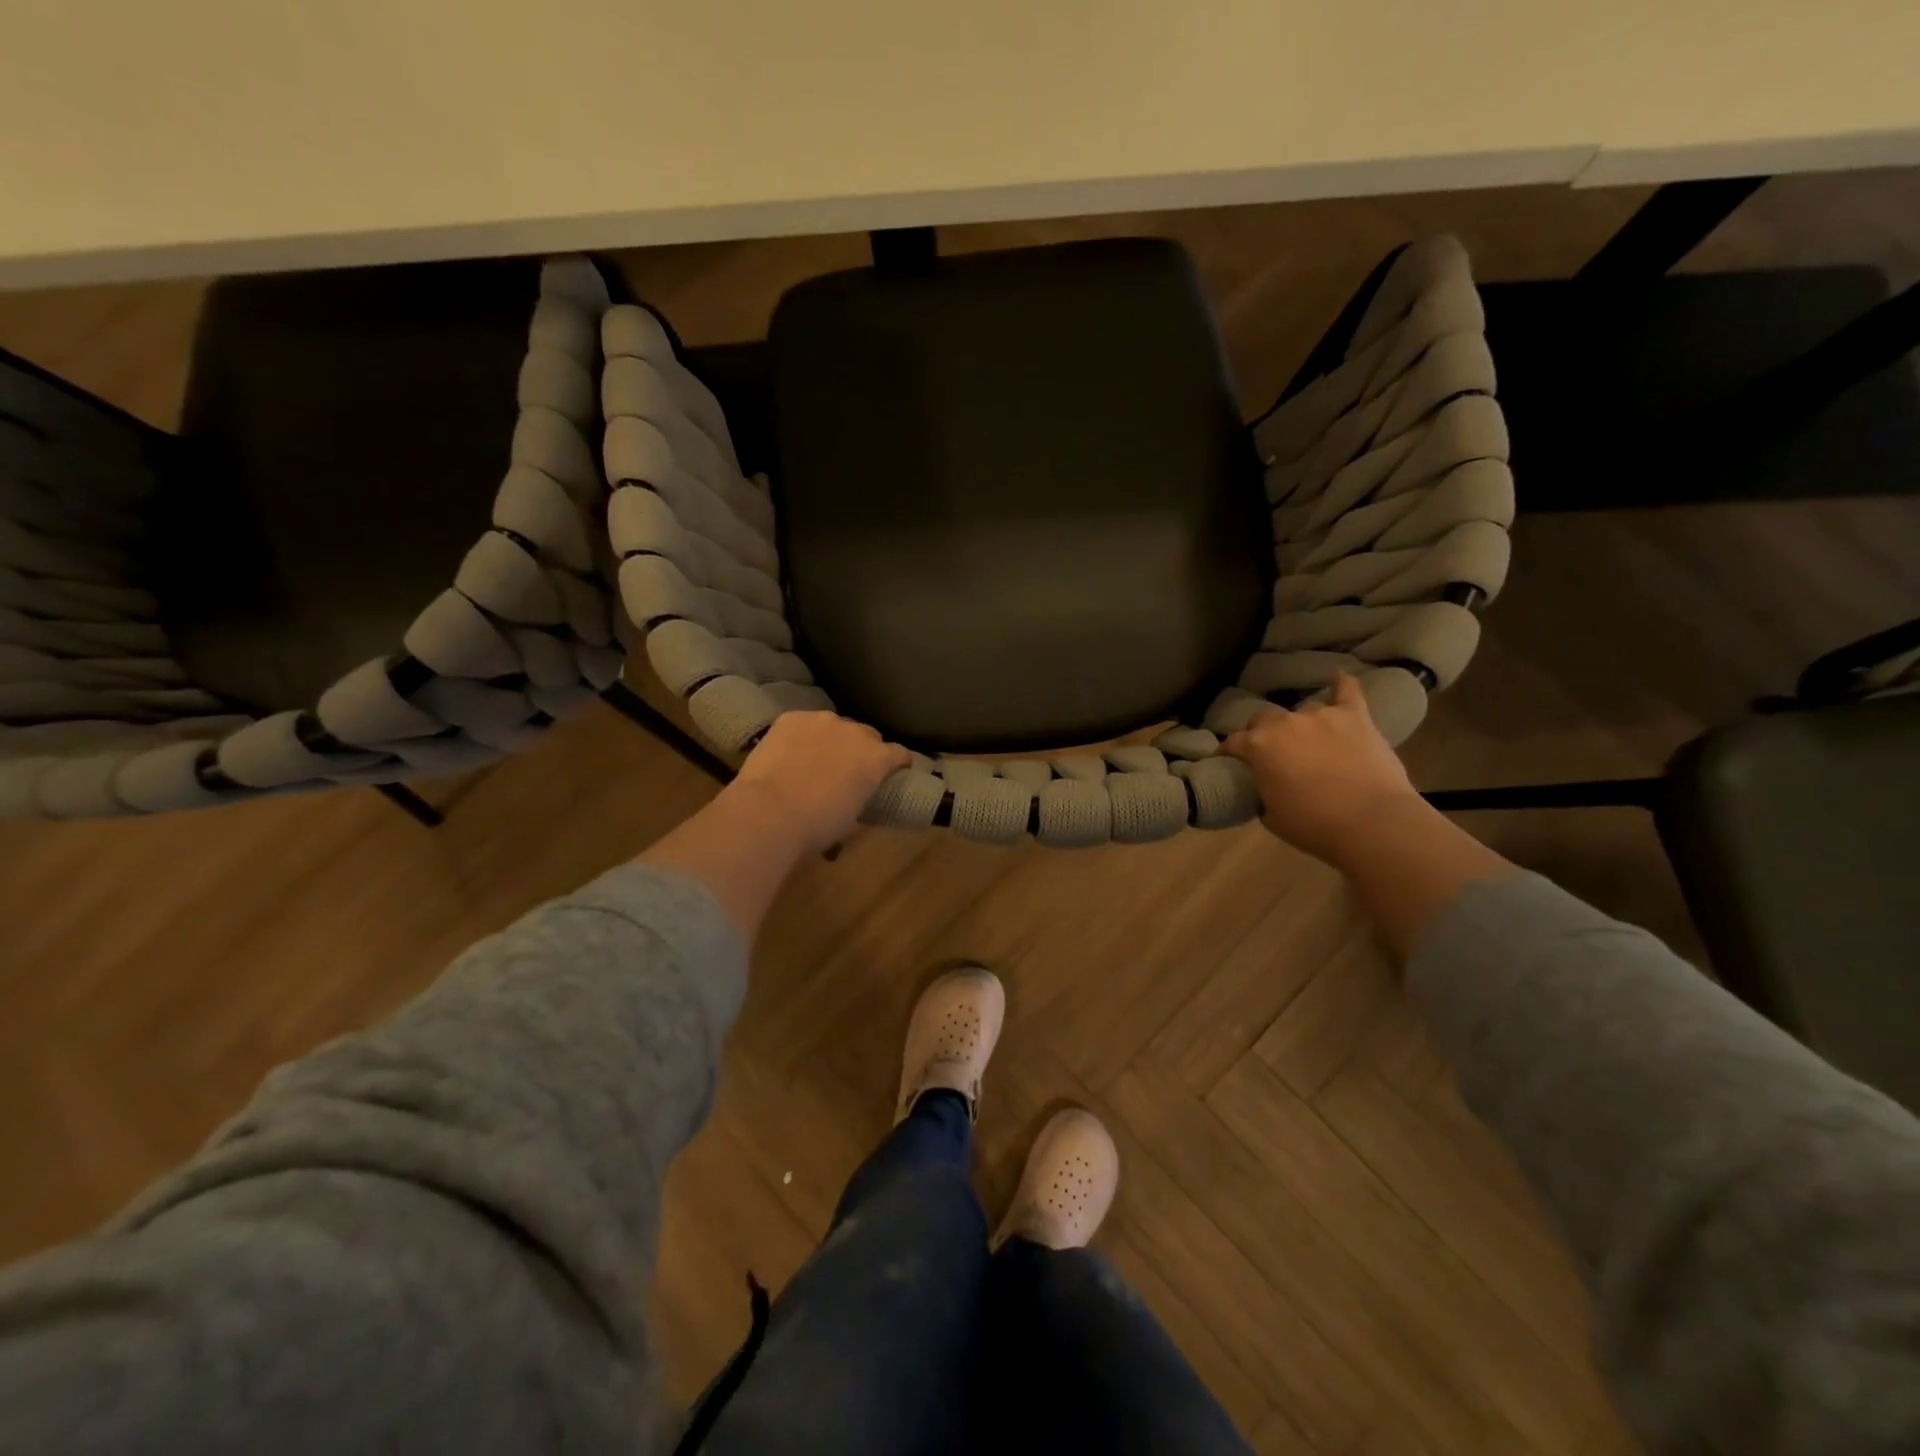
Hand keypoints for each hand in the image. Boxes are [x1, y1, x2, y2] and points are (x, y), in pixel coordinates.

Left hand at [726, 711, 910, 854]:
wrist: (769, 812)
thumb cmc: (817, 825)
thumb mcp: (853, 818)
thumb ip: (862, 797)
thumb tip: (856, 796)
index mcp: (876, 758)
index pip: (900, 753)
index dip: (899, 763)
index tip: (895, 772)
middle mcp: (854, 731)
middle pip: (867, 735)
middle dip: (863, 749)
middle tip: (849, 770)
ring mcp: (822, 720)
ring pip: (835, 726)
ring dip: (832, 739)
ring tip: (816, 759)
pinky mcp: (791, 718)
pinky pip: (804, 723)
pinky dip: (803, 735)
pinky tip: (791, 752)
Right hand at [1219, 672, 1422, 866]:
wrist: (1373, 824)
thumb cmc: (1314, 826)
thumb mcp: (1271, 816)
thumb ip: (1262, 791)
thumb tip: (1266, 785)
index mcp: (1258, 747)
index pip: (1232, 743)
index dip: (1228, 753)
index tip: (1229, 762)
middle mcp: (1284, 723)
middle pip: (1263, 718)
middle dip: (1263, 733)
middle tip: (1273, 753)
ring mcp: (1321, 716)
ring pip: (1303, 711)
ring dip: (1301, 725)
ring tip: (1310, 741)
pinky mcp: (1355, 716)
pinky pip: (1348, 691)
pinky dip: (1342, 685)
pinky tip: (1339, 678)